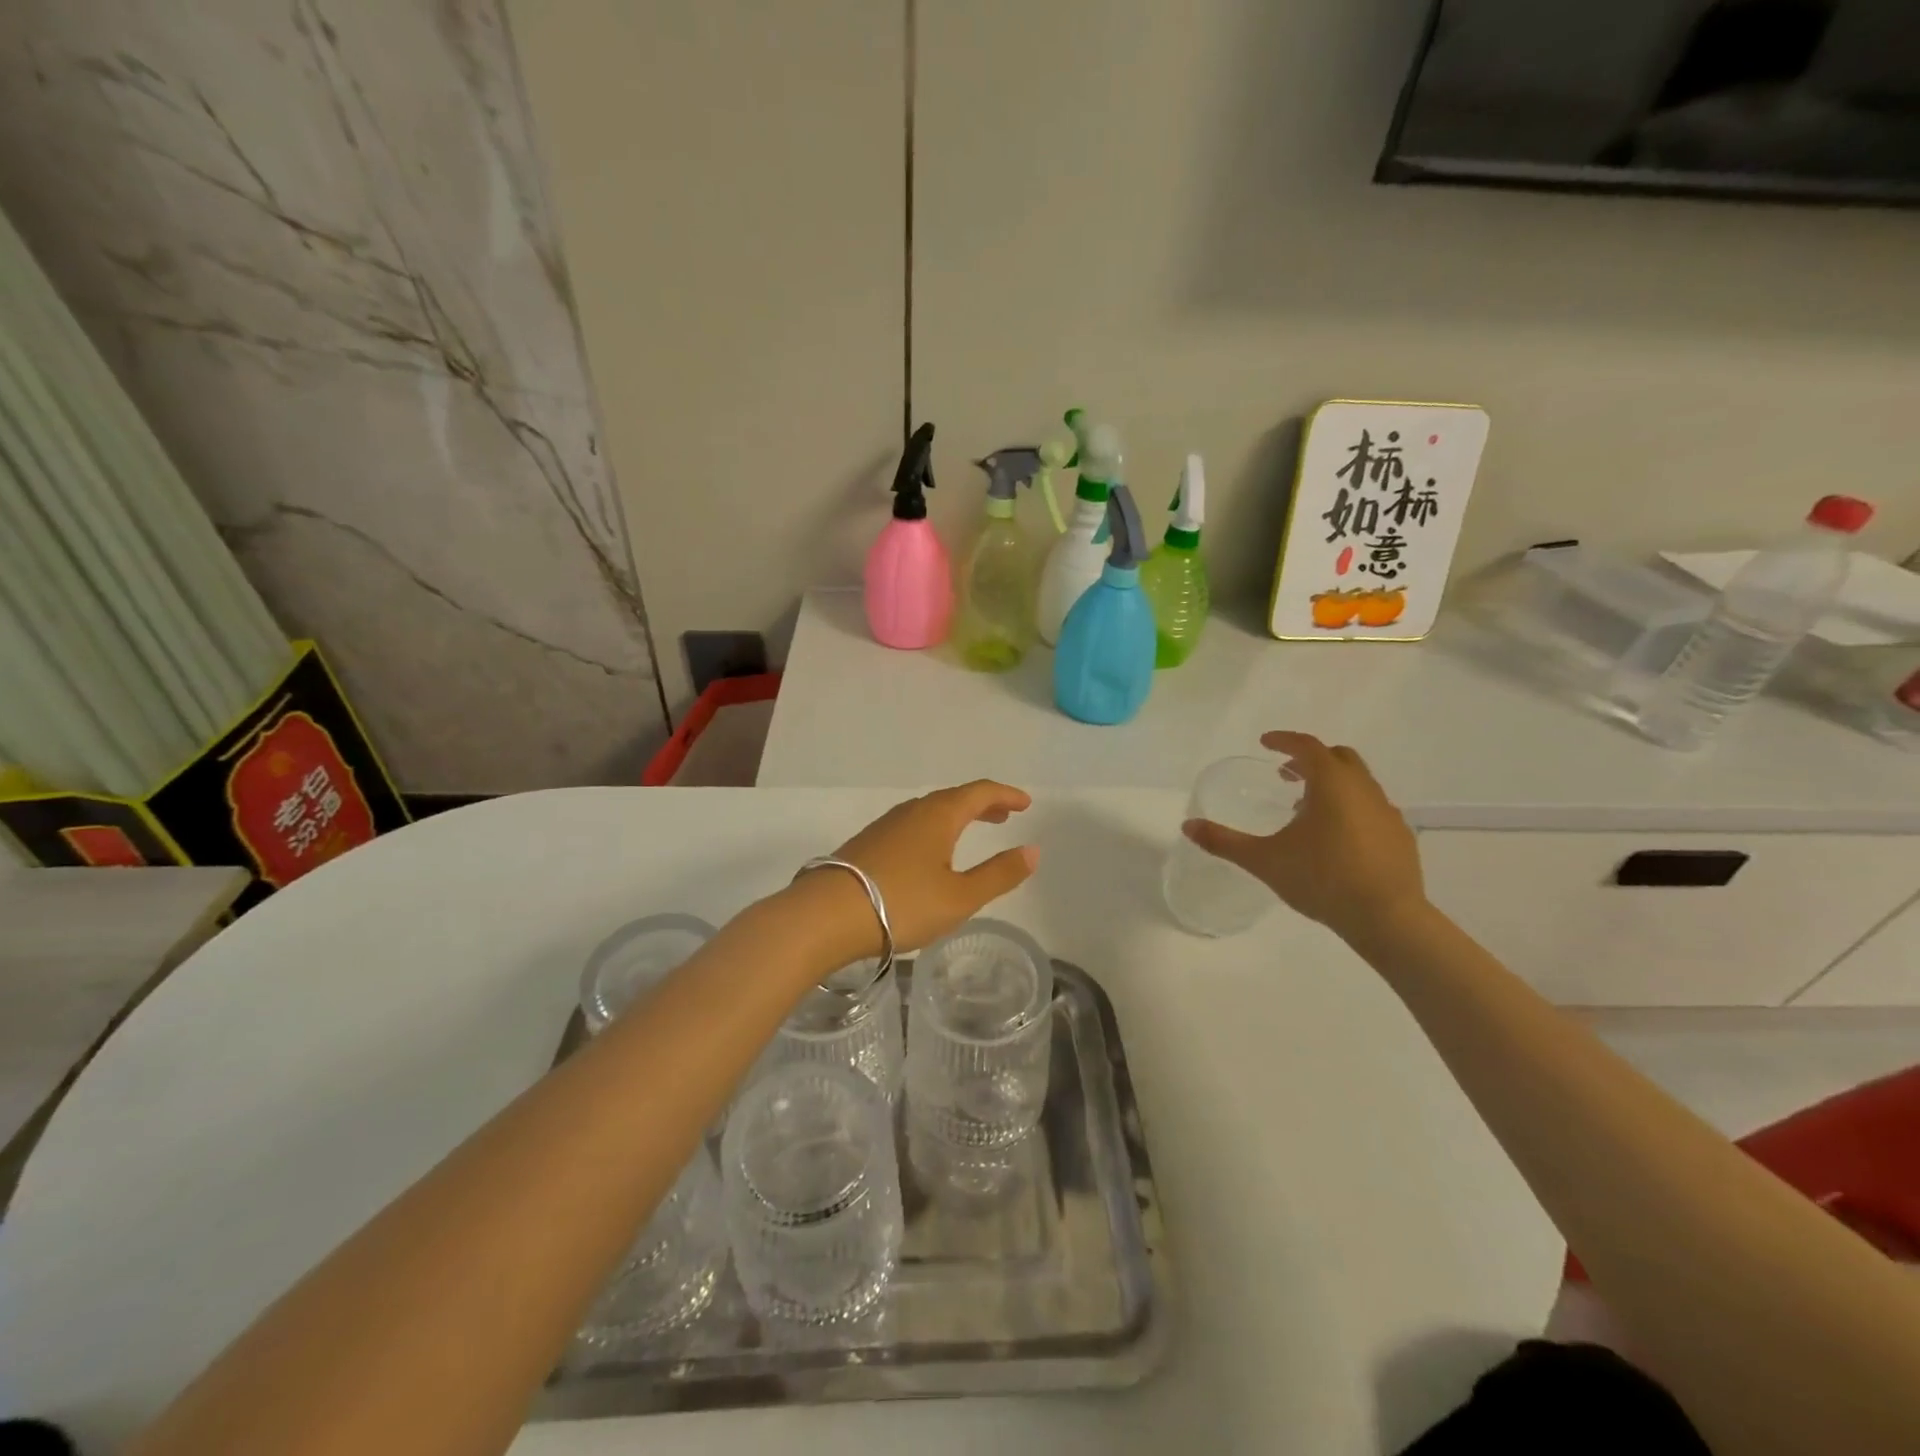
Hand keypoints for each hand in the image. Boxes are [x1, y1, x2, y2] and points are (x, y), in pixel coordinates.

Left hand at [809, 781, 1038, 958]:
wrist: (826, 915)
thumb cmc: (902, 903)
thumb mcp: (960, 897)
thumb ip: (999, 874)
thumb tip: (1033, 850)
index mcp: (939, 815)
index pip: (980, 793)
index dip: (1006, 795)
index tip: (1025, 803)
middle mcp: (912, 811)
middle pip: (954, 798)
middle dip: (982, 805)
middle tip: (1003, 816)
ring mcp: (885, 826)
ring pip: (929, 811)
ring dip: (955, 817)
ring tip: (970, 832)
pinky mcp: (867, 843)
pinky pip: (911, 825)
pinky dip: (933, 829)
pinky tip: (929, 853)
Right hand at [1184, 731, 1422, 939]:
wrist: (1387, 918)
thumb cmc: (1322, 879)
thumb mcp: (1264, 860)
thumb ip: (1224, 841)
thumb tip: (1187, 826)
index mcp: (1332, 784)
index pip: (1308, 747)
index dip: (1284, 741)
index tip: (1265, 743)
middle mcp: (1363, 789)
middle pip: (1339, 757)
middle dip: (1311, 759)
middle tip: (1286, 774)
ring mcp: (1387, 812)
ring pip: (1358, 783)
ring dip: (1331, 785)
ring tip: (1306, 810)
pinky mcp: (1401, 837)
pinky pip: (1372, 808)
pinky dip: (1351, 808)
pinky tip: (1336, 839)